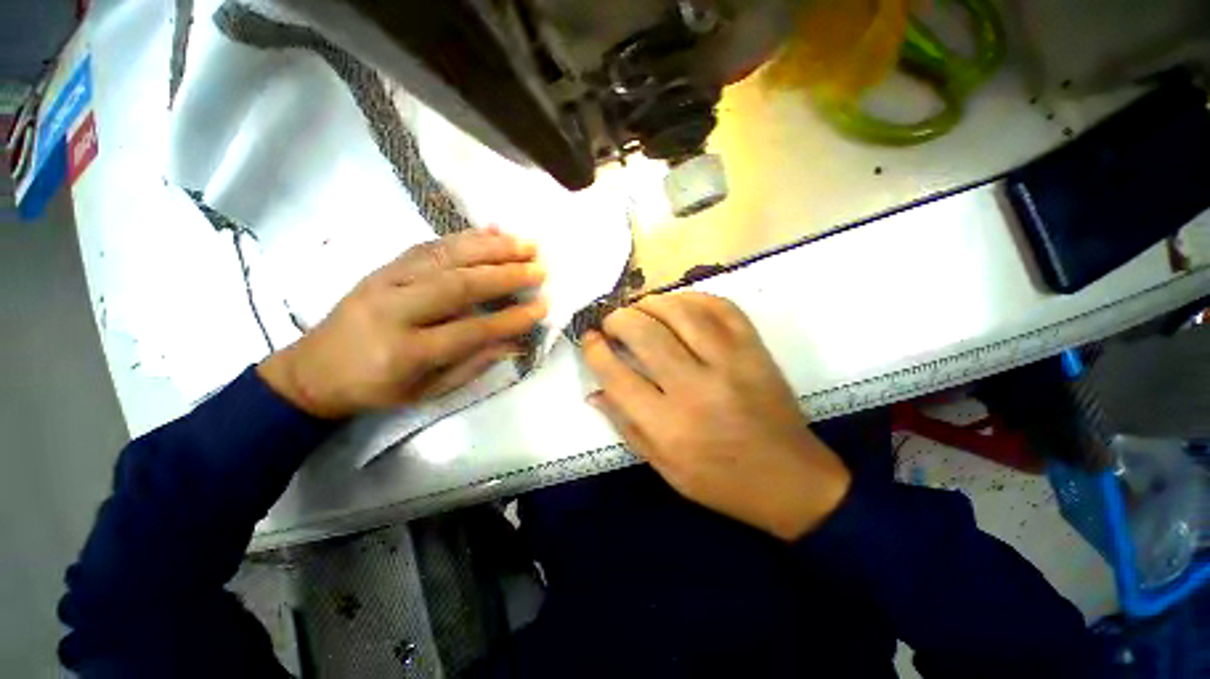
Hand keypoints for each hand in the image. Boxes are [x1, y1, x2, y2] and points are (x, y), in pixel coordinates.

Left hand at [259, 228, 546, 418]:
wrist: (314, 369)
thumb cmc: (377, 388)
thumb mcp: (428, 391)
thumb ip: (473, 365)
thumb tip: (514, 341)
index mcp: (405, 351)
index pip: (471, 330)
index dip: (511, 318)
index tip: (543, 307)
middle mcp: (394, 309)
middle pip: (458, 283)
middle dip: (505, 274)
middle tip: (540, 268)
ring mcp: (385, 280)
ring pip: (445, 256)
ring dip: (491, 247)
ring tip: (525, 244)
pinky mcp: (383, 266)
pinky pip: (428, 245)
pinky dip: (464, 237)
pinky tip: (491, 231)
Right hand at [582, 292, 850, 540]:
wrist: (791, 480)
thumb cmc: (721, 481)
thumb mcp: (664, 468)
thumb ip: (626, 426)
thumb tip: (595, 391)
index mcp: (669, 427)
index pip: (617, 376)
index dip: (595, 350)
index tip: (589, 338)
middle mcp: (696, 390)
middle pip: (645, 335)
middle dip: (619, 319)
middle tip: (612, 321)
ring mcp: (731, 364)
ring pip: (681, 313)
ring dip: (652, 302)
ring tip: (640, 307)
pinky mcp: (755, 350)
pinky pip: (721, 308)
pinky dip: (694, 297)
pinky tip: (678, 303)